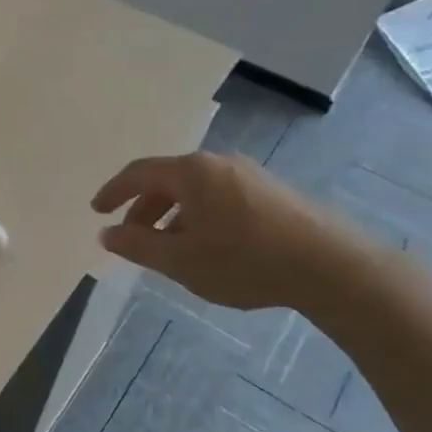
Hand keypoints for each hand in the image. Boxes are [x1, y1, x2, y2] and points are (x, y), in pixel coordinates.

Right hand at [91, 152, 371, 311]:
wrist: (333, 267)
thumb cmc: (246, 261)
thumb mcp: (180, 260)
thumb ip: (137, 246)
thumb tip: (106, 234)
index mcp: (191, 172)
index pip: (138, 173)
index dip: (113, 192)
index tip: (97, 212)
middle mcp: (218, 163)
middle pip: (167, 180)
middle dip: (143, 209)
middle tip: (132, 238)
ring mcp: (249, 175)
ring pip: (195, 190)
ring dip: (172, 215)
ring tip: (169, 249)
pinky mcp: (273, 192)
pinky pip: (219, 197)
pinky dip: (199, 216)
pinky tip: (208, 246)